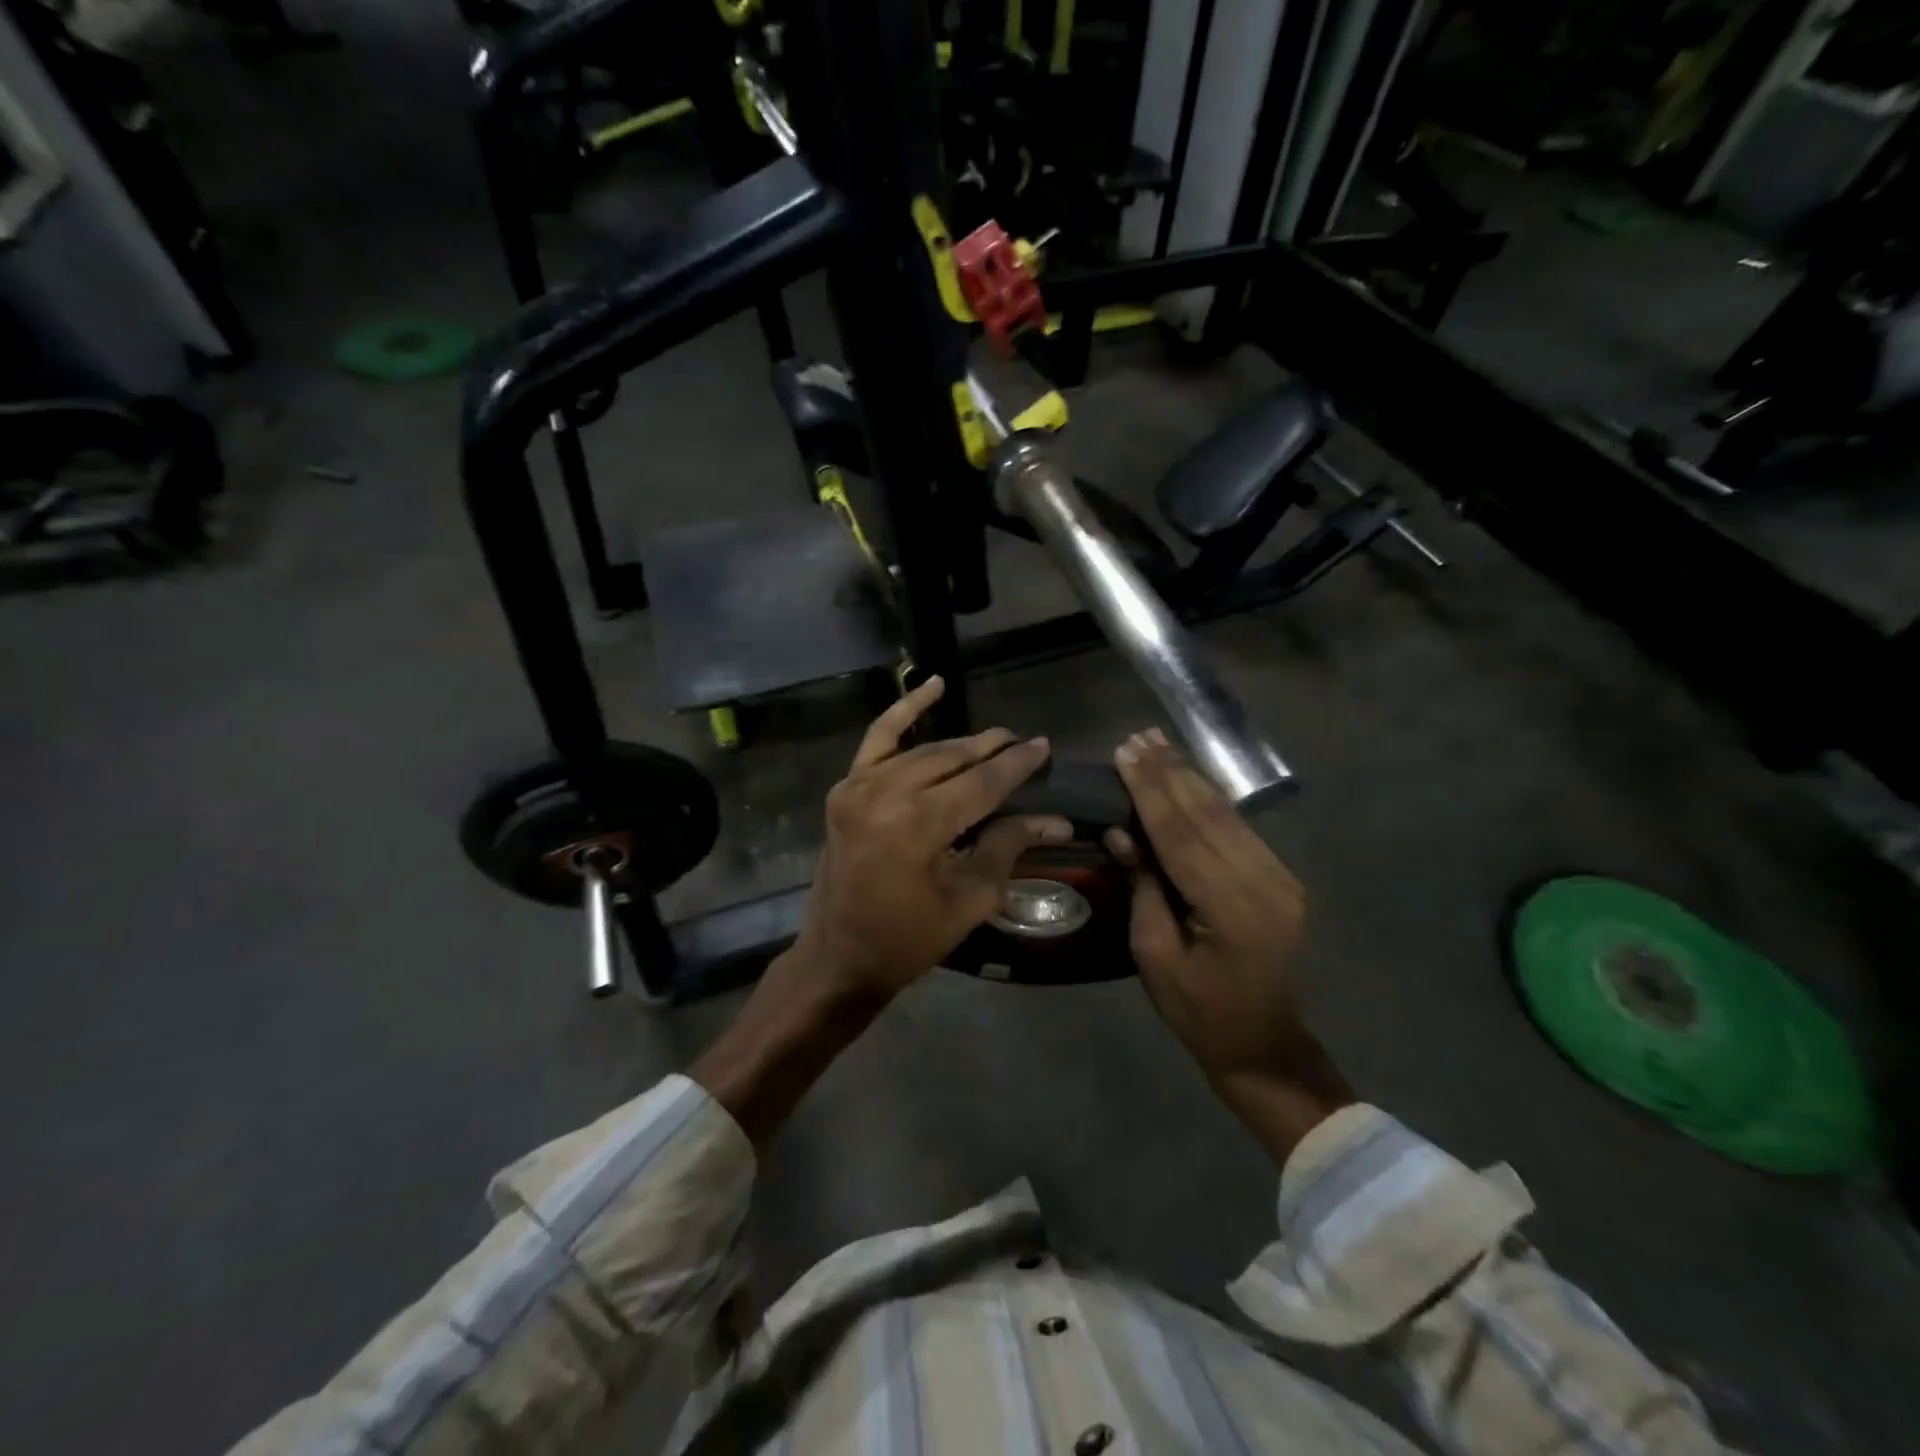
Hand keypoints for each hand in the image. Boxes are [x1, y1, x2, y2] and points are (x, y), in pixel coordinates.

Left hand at [790, 676, 1069, 1000]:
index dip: (1017, 765)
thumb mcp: (968, 901)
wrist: (837, 957)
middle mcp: (885, 793)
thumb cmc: (906, 940)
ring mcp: (858, 785)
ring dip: (961, 743)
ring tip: (996, 738)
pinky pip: (878, 738)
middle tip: (1026, 745)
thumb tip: (1055, 821)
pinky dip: (905, 710)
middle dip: (994, 750)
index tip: (1045, 747)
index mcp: (917, 825)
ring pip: (923, 749)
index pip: (982, 783)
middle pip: (953, 760)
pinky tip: (933, 687)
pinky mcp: (845, 787)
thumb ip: (1007, 848)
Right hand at [1107, 729, 1351, 1159]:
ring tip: (1158, 744)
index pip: (1182, 835)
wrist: (1265, 1046)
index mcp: (1232, 910)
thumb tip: (1122, 831)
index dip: (1151, 791)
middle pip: (1208, 815)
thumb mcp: (1155, 957)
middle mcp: (1266, 883)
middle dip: (1170, 773)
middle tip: (1138, 737)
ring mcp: (1280, 879)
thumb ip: (1143, 888)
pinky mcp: (1281, 879)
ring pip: (1227, 815)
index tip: (1126, 753)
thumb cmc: (1199, 1012)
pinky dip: (1209, 801)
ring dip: (1190, 778)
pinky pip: (1238, 829)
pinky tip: (1187, 777)